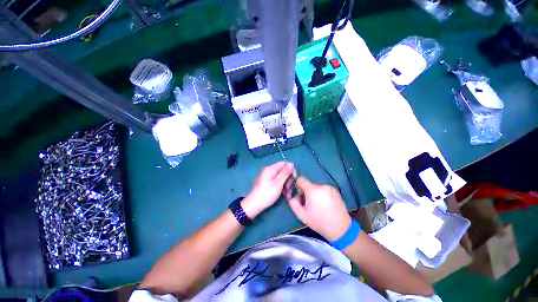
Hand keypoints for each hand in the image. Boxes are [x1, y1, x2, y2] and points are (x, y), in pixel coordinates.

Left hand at [241, 162, 295, 218]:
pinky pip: (277, 183)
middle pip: (283, 171)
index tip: (294, 178)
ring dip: (286, 186)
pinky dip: (282, 188)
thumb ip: (285, 173)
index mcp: (271, 169)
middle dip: (288, 180)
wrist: (254, 205)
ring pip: (281, 178)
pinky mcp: (268, 184)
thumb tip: (291, 164)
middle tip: (288, 189)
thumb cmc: (267, 193)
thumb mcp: (278, 183)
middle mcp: (269, 171)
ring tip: (287, 195)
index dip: (291, 170)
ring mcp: (268, 178)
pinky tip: (284, 195)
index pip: (284, 164)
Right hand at [286, 177, 351, 240]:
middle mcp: (322, 185)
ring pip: (316, 187)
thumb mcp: (301, 215)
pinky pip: (324, 189)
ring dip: (314, 193)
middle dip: (307, 192)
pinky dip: (321, 194)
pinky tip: (325, 205)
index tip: (301, 196)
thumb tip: (294, 196)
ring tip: (319, 206)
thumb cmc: (319, 222)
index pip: (301, 179)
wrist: (341, 229)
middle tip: (310, 204)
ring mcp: (330, 187)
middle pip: (309, 184)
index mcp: (313, 190)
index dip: (298, 186)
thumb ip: (293, 203)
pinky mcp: (336, 190)